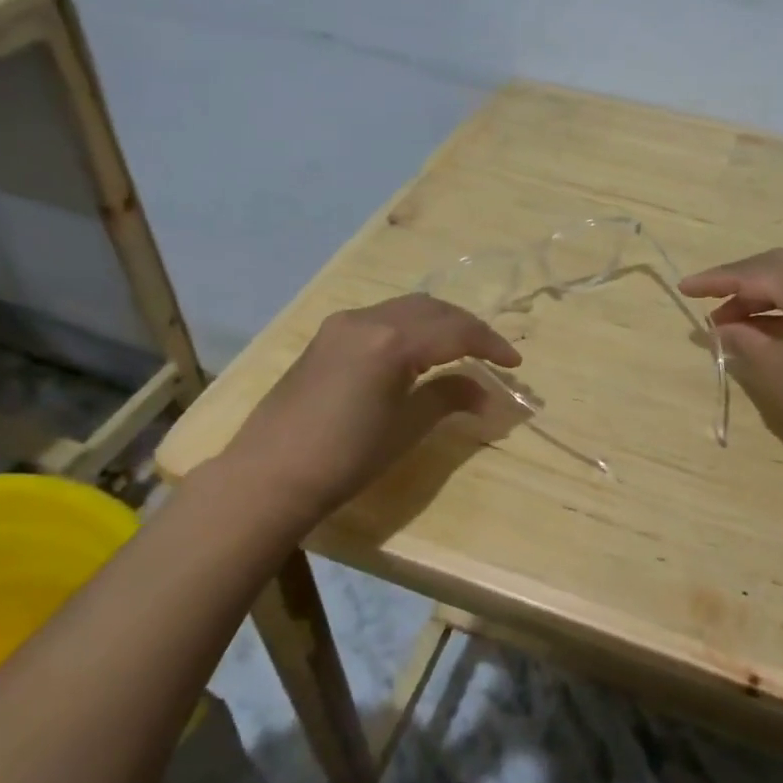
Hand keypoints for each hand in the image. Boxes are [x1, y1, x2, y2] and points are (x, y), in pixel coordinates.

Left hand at [205, 293, 520, 532]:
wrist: (268, 475)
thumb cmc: (345, 457)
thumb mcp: (405, 428)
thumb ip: (448, 398)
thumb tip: (484, 391)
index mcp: (391, 340)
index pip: (456, 330)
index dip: (490, 344)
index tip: (515, 363)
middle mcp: (367, 319)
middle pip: (432, 309)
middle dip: (467, 327)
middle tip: (491, 353)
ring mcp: (342, 324)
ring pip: (405, 308)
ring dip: (439, 322)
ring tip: (460, 348)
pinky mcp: (326, 337)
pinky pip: (381, 317)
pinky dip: (410, 326)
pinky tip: (417, 351)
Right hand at [679, 249, 782, 462]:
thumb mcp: (776, 365)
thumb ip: (743, 338)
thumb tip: (717, 328)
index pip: (752, 273)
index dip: (715, 281)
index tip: (683, 288)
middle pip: (773, 267)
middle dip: (737, 283)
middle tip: (707, 301)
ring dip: (758, 297)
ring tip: (726, 323)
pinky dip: (780, 309)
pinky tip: (759, 329)